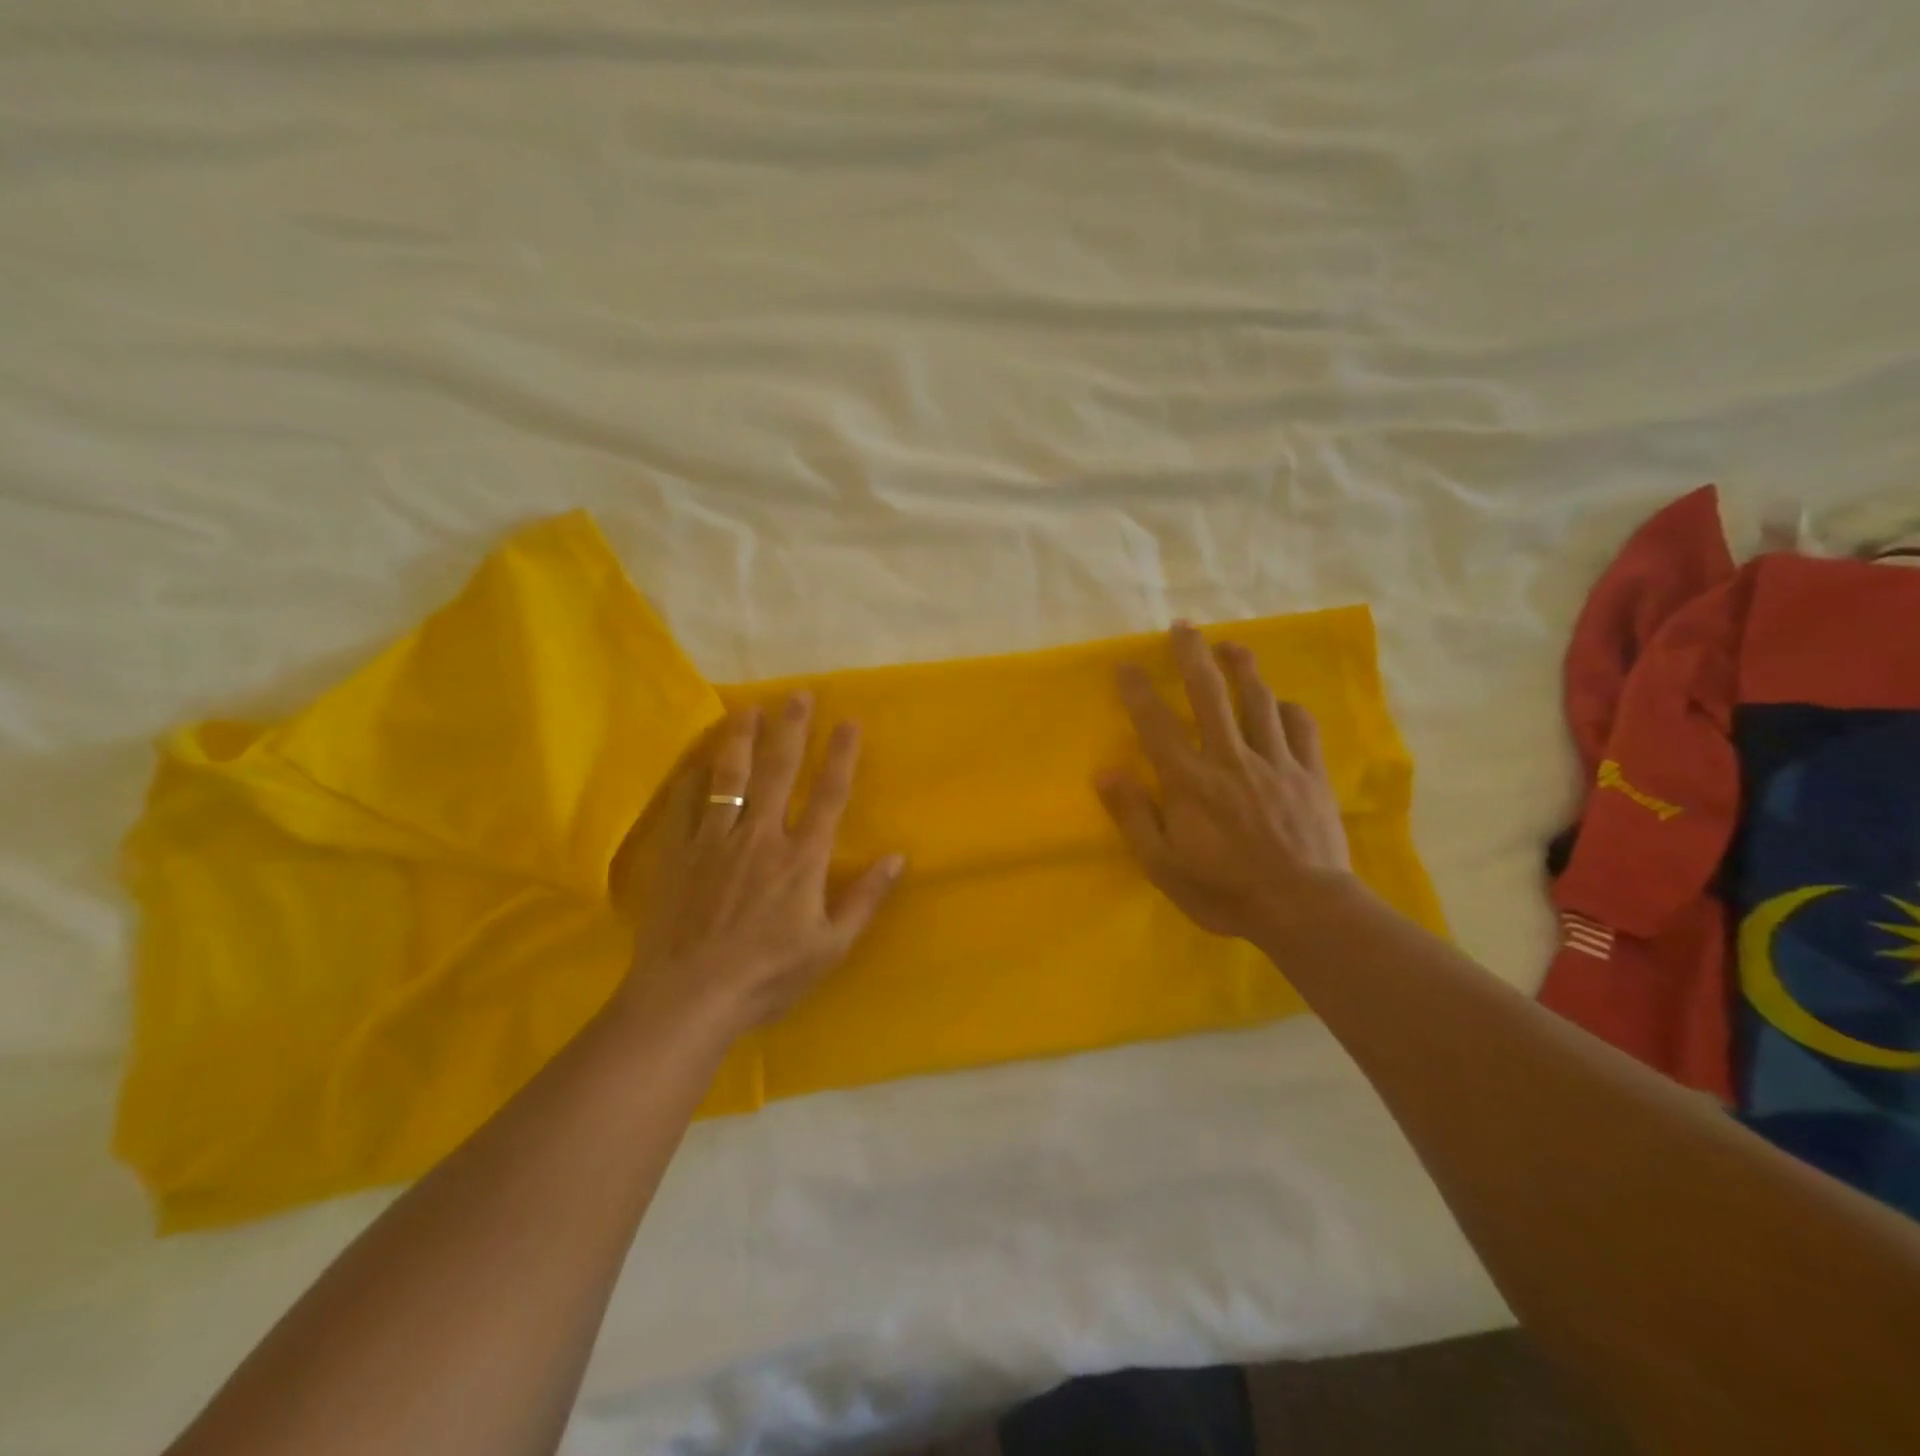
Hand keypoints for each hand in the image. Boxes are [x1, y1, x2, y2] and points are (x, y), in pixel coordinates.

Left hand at [624, 693, 903, 1036]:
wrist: (688, 998)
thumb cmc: (767, 977)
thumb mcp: (830, 948)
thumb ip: (864, 899)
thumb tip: (897, 857)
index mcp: (802, 859)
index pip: (828, 795)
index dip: (841, 756)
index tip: (848, 721)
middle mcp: (761, 837)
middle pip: (779, 772)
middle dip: (791, 730)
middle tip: (797, 695)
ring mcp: (716, 841)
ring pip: (731, 777)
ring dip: (742, 740)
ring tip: (748, 710)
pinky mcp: (679, 853)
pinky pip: (687, 804)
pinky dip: (694, 777)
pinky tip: (698, 759)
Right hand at [1096, 623, 1354, 947]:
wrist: (1304, 909)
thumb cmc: (1224, 890)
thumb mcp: (1162, 864)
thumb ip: (1133, 815)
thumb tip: (1105, 771)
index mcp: (1190, 780)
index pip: (1156, 724)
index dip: (1139, 690)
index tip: (1127, 663)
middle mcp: (1230, 758)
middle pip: (1209, 694)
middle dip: (1193, 656)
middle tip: (1183, 627)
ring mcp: (1276, 762)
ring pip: (1259, 700)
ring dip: (1243, 668)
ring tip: (1231, 645)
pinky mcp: (1310, 774)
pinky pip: (1302, 728)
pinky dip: (1290, 710)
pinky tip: (1282, 704)